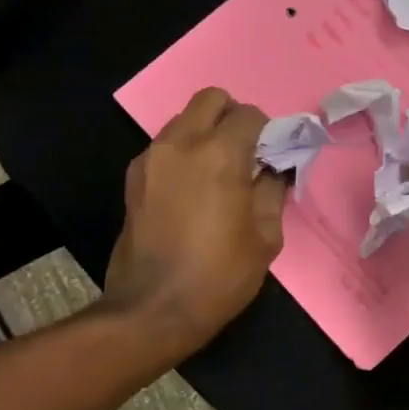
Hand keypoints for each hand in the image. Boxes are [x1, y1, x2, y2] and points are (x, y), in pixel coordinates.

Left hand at [102, 88, 287, 351]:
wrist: (153, 309)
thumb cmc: (221, 274)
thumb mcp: (266, 236)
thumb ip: (272, 191)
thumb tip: (275, 170)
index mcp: (220, 155)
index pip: (249, 115)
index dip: (268, 131)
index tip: (274, 155)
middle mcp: (181, 144)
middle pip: (211, 99)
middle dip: (234, 116)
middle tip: (247, 151)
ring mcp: (151, 158)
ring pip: (184, 120)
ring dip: (207, 133)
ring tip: (221, 172)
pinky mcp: (134, 178)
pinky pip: (166, 146)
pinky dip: (185, 152)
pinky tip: (195, 189)